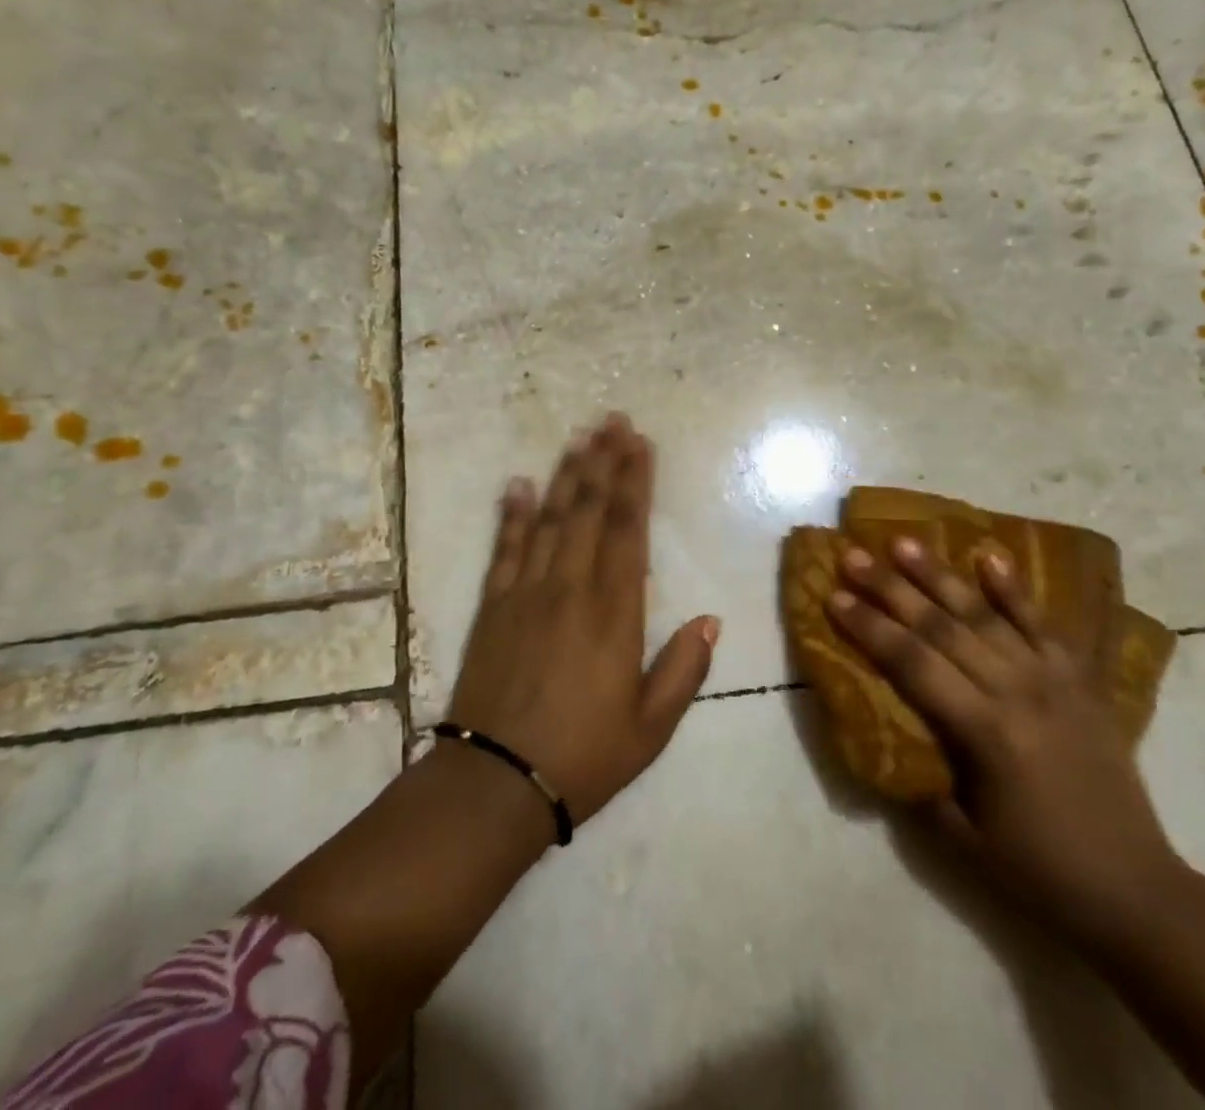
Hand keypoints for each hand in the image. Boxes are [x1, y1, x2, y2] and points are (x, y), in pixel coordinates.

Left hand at [446, 414, 719, 827]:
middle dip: (603, 462)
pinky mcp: (494, 607)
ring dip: (565, 475)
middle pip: (588, 511)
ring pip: (549, 519)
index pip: (628, 531)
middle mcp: (570, 589)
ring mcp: (526, 593)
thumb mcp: (651, 728)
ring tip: (578, 437)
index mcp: (614, 614)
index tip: (640, 445)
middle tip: (611, 420)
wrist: (495, 784)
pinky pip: (504, 549)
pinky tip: (517, 484)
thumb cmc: (583, 758)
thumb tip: (711, 619)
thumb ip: (684, 669)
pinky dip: (512, 514)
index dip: (635, 483)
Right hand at [826, 538, 1183, 949]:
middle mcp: (1017, 692)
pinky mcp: (1079, 681)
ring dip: (940, 576)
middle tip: (854, 555)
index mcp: (986, 732)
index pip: (913, 664)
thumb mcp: (962, 838)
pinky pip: (1043, 625)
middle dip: (891, 589)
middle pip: (941, 628)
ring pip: (984, 615)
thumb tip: (885, 738)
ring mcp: (1052, 680)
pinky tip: (989, 557)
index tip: (834, 596)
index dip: (870, 628)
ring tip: (904, 542)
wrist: (1137, 890)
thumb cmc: (1039, 871)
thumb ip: (920, 781)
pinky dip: (1014, 590)